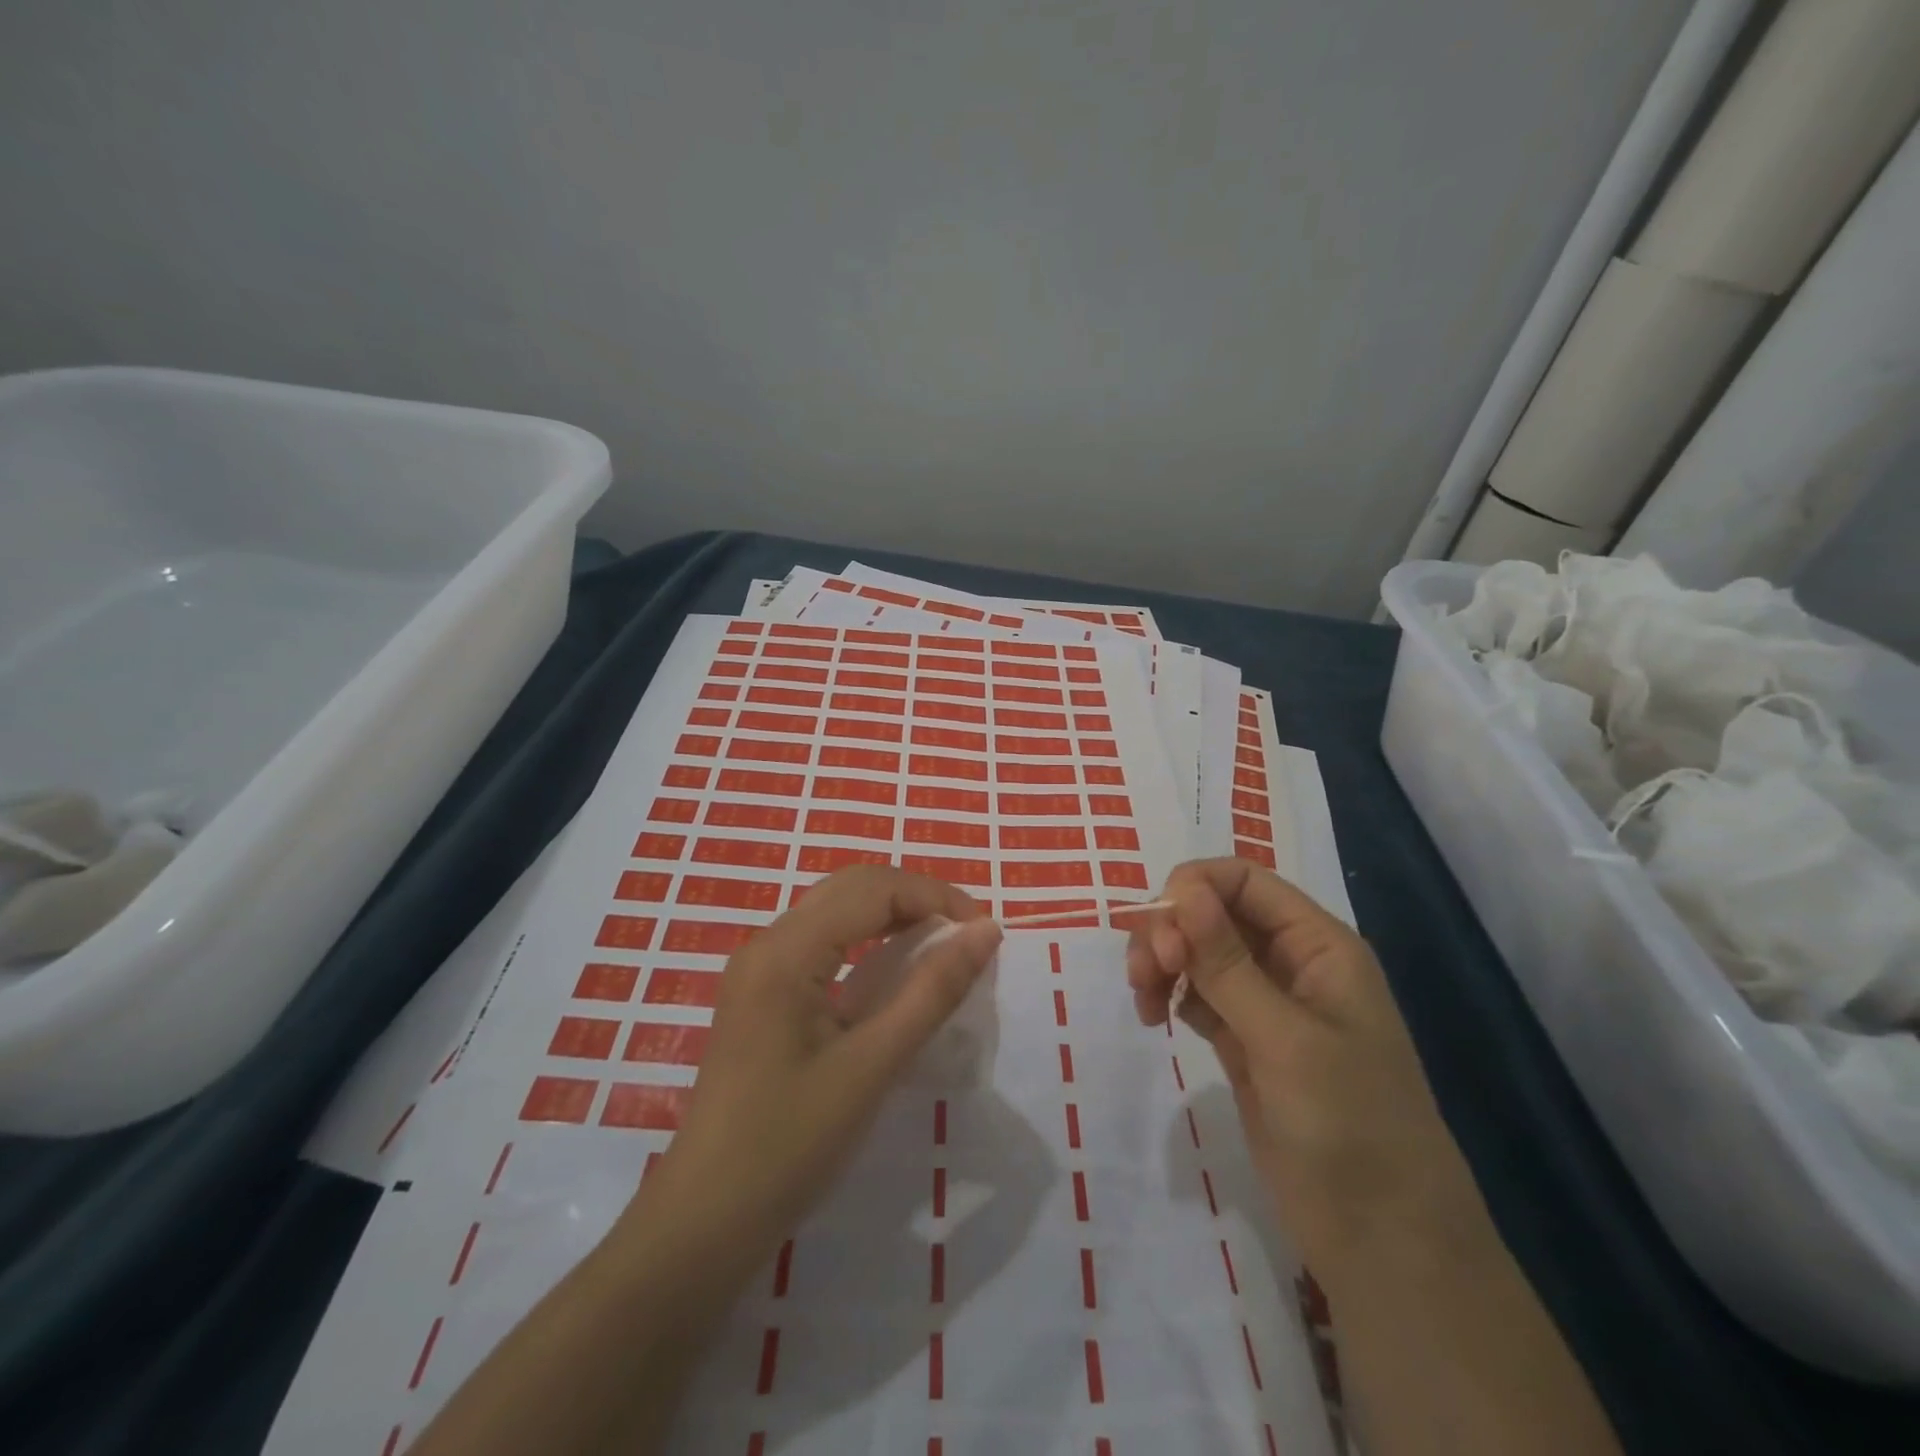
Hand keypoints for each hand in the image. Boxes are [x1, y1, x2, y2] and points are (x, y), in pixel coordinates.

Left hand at [629, 866, 1002, 1278]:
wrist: (704, 1222)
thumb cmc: (790, 1146)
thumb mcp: (873, 1065)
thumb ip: (932, 991)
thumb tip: (986, 930)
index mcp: (786, 951)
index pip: (872, 889)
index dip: (934, 896)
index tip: (984, 931)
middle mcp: (767, 943)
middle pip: (851, 887)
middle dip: (915, 898)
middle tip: (965, 935)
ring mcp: (759, 968)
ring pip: (836, 910)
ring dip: (891, 916)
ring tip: (940, 946)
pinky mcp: (761, 994)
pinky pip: (821, 941)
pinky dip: (866, 941)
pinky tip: (892, 973)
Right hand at [1126, 858, 1484, 1271]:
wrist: (1383, 1242)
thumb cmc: (1349, 1126)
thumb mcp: (1285, 1038)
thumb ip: (1227, 961)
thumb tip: (1181, 889)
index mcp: (1318, 945)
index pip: (1243, 881)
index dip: (1192, 888)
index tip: (1155, 929)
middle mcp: (1291, 963)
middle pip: (1213, 913)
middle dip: (1169, 930)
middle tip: (1144, 974)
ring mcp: (1267, 1005)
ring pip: (1199, 953)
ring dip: (1163, 962)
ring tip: (1144, 1002)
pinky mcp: (1245, 1043)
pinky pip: (1198, 995)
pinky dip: (1171, 995)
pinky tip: (1156, 1017)